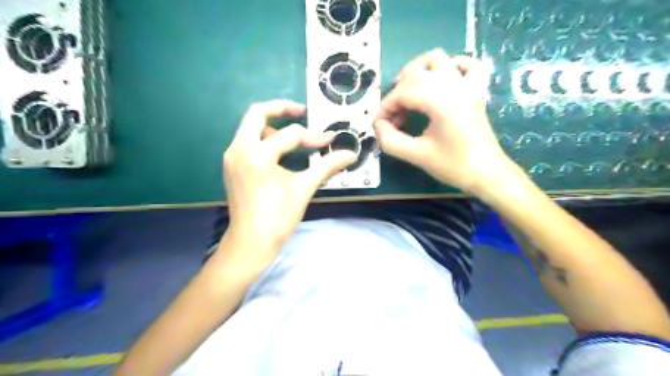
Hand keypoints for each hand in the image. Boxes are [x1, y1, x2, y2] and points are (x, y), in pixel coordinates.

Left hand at [222, 99, 354, 264]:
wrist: (251, 243)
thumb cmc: (278, 217)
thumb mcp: (304, 188)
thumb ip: (327, 167)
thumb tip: (350, 155)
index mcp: (257, 155)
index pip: (290, 135)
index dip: (314, 136)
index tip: (330, 141)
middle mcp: (239, 149)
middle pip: (257, 113)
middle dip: (281, 108)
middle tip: (302, 111)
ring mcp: (232, 156)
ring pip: (249, 126)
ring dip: (271, 125)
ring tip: (292, 137)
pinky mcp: (231, 165)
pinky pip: (246, 141)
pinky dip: (263, 139)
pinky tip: (278, 152)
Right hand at [375, 48, 513, 193]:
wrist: (487, 173)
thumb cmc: (453, 165)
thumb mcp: (416, 155)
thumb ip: (390, 139)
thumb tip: (379, 124)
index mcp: (439, 101)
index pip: (402, 92)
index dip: (385, 107)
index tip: (379, 124)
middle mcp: (452, 85)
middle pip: (414, 72)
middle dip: (397, 93)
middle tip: (395, 117)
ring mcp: (466, 84)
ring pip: (437, 58)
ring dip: (417, 71)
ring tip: (410, 93)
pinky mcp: (475, 89)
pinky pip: (464, 64)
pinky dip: (449, 67)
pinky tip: (440, 83)